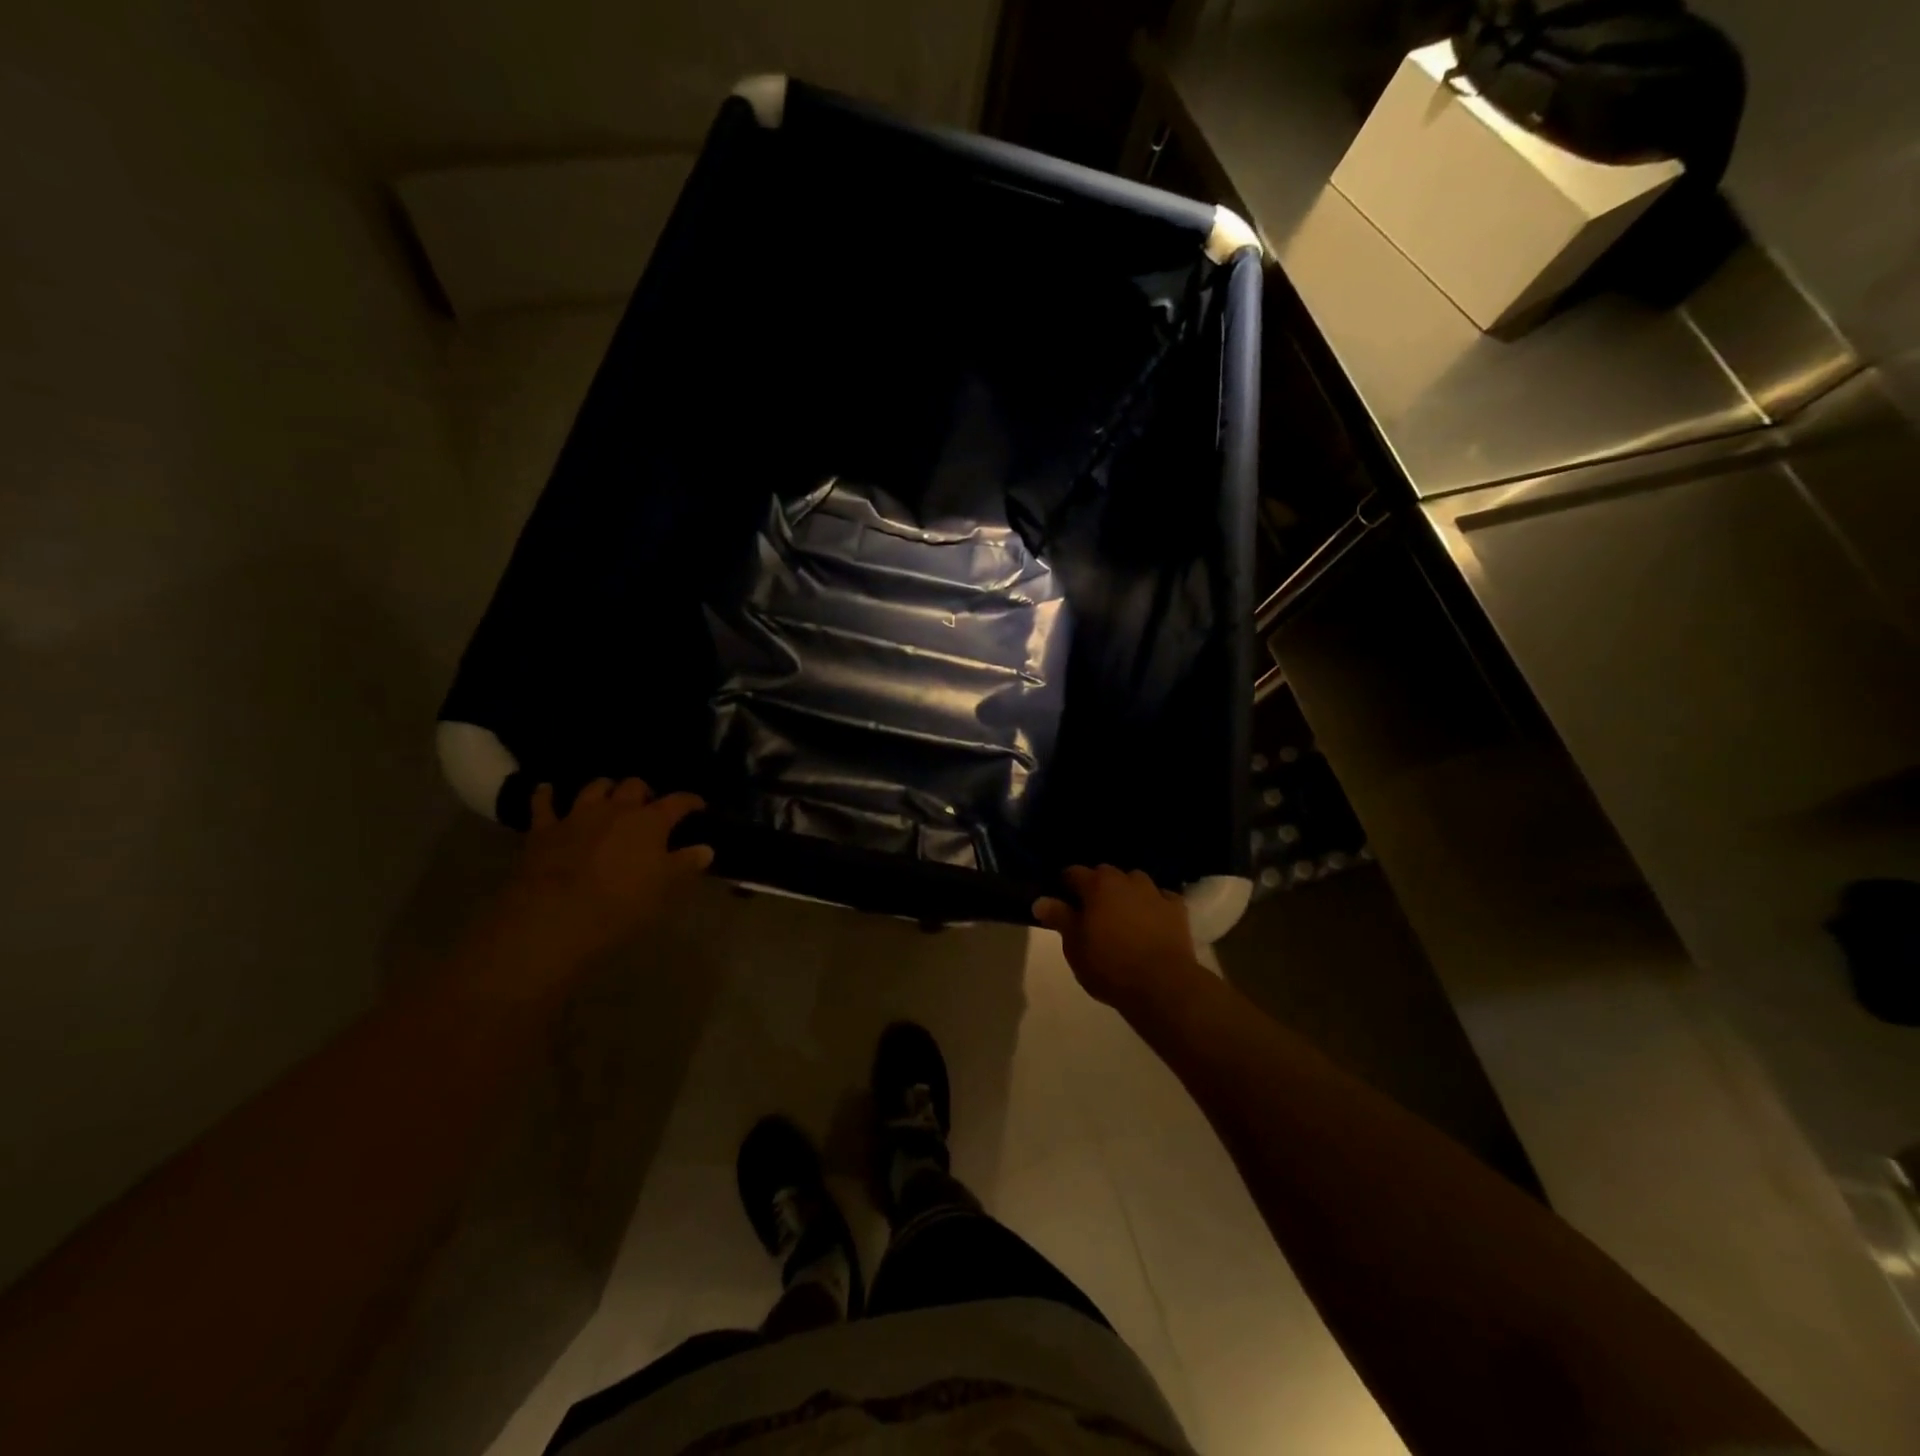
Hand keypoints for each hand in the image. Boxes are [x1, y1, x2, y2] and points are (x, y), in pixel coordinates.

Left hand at [481, 779, 712, 979]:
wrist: (556, 915)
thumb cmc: (622, 902)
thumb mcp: (665, 887)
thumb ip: (686, 863)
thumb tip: (706, 849)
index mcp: (650, 821)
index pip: (678, 802)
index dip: (690, 801)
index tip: (698, 806)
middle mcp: (616, 808)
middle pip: (634, 786)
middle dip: (644, 792)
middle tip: (648, 805)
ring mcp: (578, 815)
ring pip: (595, 788)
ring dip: (605, 789)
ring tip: (609, 796)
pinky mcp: (544, 829)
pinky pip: (543, 804)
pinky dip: (546, 795)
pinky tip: (547, 789)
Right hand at [1033, 865, 1208, 1018]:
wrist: (1162, 985)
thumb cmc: (1109, 965)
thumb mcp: (1075, 946)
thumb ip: (1059, 918)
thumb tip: (1040, 900)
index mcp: (1097, 885)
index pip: (1073, 873)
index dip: (1065, 885)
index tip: (1061, 901)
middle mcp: (1126, 880)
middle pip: (1105, 873)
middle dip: (1097, 886)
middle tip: (1091, 911)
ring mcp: (1154, 892)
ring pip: (1135, 882)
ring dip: (1126, 892)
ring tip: (1122, 914)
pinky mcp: (1177, 909)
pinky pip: (1161, 898)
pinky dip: (1154, 904)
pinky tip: (1151, 919)